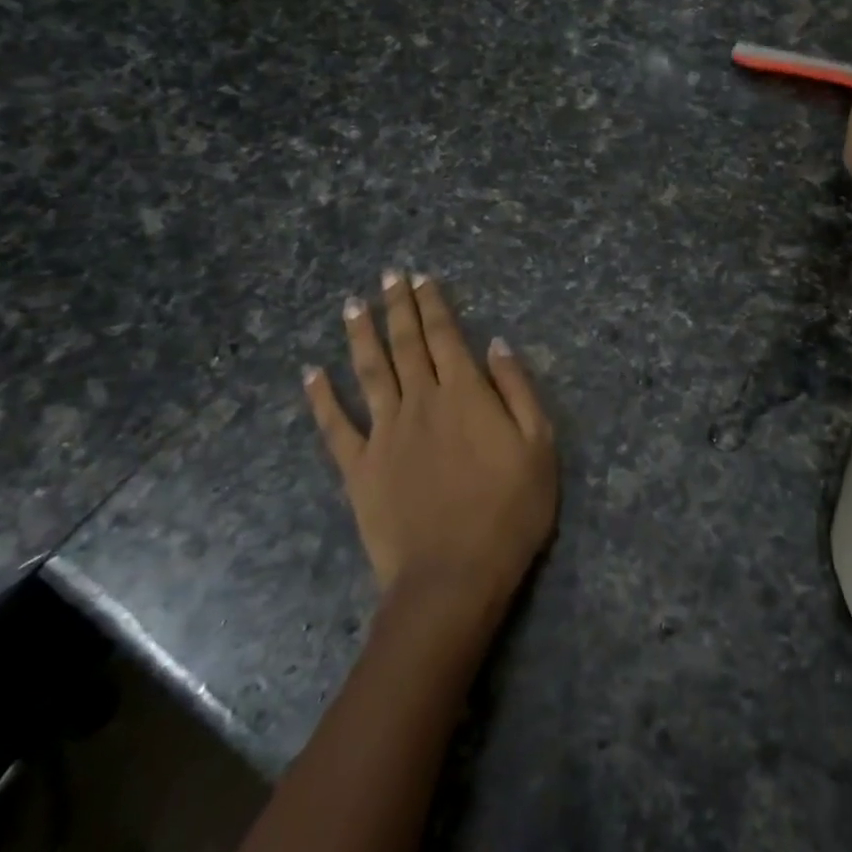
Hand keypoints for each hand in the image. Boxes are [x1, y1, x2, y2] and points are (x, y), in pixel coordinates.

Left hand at [303, 272, 557, 611]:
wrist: (454, 576)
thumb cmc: (509, 511)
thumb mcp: (539, 446)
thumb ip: (518, 390)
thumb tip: (497, 344)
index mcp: (465, 394)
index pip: (445, 335)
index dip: (433, 304)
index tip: (421, 277)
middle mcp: (421, 402)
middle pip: (406, 344)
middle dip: (398, 307)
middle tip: (388, 276)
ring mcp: (384, 433)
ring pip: (369, 372)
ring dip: (361, 336)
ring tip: (353, 305)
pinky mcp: (359, 468)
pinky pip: (335, 426)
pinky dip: (321, 397)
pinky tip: (312, 373)